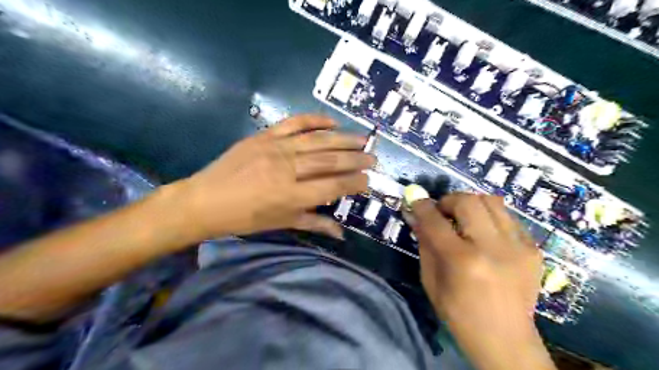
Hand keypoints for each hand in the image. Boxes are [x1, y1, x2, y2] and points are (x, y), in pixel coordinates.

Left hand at [175, 116, 372, 241]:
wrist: (205, 200)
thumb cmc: (244, 219)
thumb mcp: (281, 224)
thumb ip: (314, 223)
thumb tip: (341, 233)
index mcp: (291, 196)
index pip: (333, 185)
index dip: (354, 183)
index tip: (368, 180)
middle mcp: (287, 169)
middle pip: (329, 160)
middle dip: (356, 159)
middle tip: (373, 157)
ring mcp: (275, 148)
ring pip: (317, 140)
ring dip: (343, 138)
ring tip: (363, 138)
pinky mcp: (264, 135)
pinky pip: (294, 123)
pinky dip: (315, 120)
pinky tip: (332, 122)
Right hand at [405, 194, 550, 369]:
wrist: (506, 340)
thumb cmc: (459, 314)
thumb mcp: (431, 280)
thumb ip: (424, 243)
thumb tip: (415, 215)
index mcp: (462, 260)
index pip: (435, 220)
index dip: (422, 205)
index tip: (416, 199)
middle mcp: (492, 247)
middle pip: (468, 201)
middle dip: (449, 200)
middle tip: (443, 212)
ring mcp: (518, 246)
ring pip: (492, 201)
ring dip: (471, 204)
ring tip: (464, 219)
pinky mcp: (533, 249)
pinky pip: (508, 217)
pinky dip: (490, 217)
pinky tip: (485, 234)